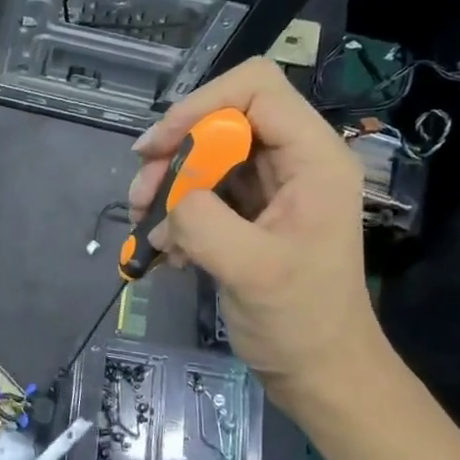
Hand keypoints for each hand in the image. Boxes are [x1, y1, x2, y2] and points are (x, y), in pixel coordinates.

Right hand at [129, 59, 386, 405]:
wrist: (318, 371)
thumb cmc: (300, 321)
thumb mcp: (252, 270)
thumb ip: (204, 222)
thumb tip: (169, 200)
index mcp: (314, 159)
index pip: (255, 88)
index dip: (200, 106)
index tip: (159, 151)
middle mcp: (294, 161)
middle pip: (222, 120)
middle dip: (174, 155)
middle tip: (141, 199)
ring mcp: (271, 188)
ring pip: (205, 156)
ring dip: (167, 187)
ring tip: (147, 230)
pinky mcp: (249, 213)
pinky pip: (202, 192)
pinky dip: (175, 215)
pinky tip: (165, 252)